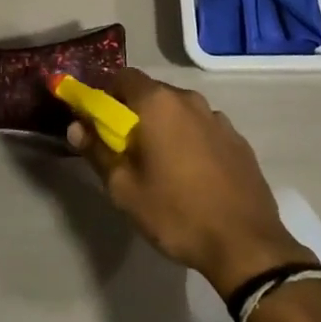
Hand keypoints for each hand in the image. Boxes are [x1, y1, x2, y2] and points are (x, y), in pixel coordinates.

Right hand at [67, 68, 314, 294]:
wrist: (245, 244)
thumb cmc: (176, 213)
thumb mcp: (124, 189)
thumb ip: (97, 151)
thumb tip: (75, 125)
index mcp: (158, 103)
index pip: (123, 77)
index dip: (105, 94)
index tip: (97, 120)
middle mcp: (189, 99)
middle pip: (152, 92)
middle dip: (134, 112)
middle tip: (125, 147)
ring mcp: (217, 118)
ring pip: (179, 110)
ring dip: (165, 126)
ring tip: (161, 164)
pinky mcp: (238, 139)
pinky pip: (203, 128)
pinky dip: (190, 140)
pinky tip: (192, 174)